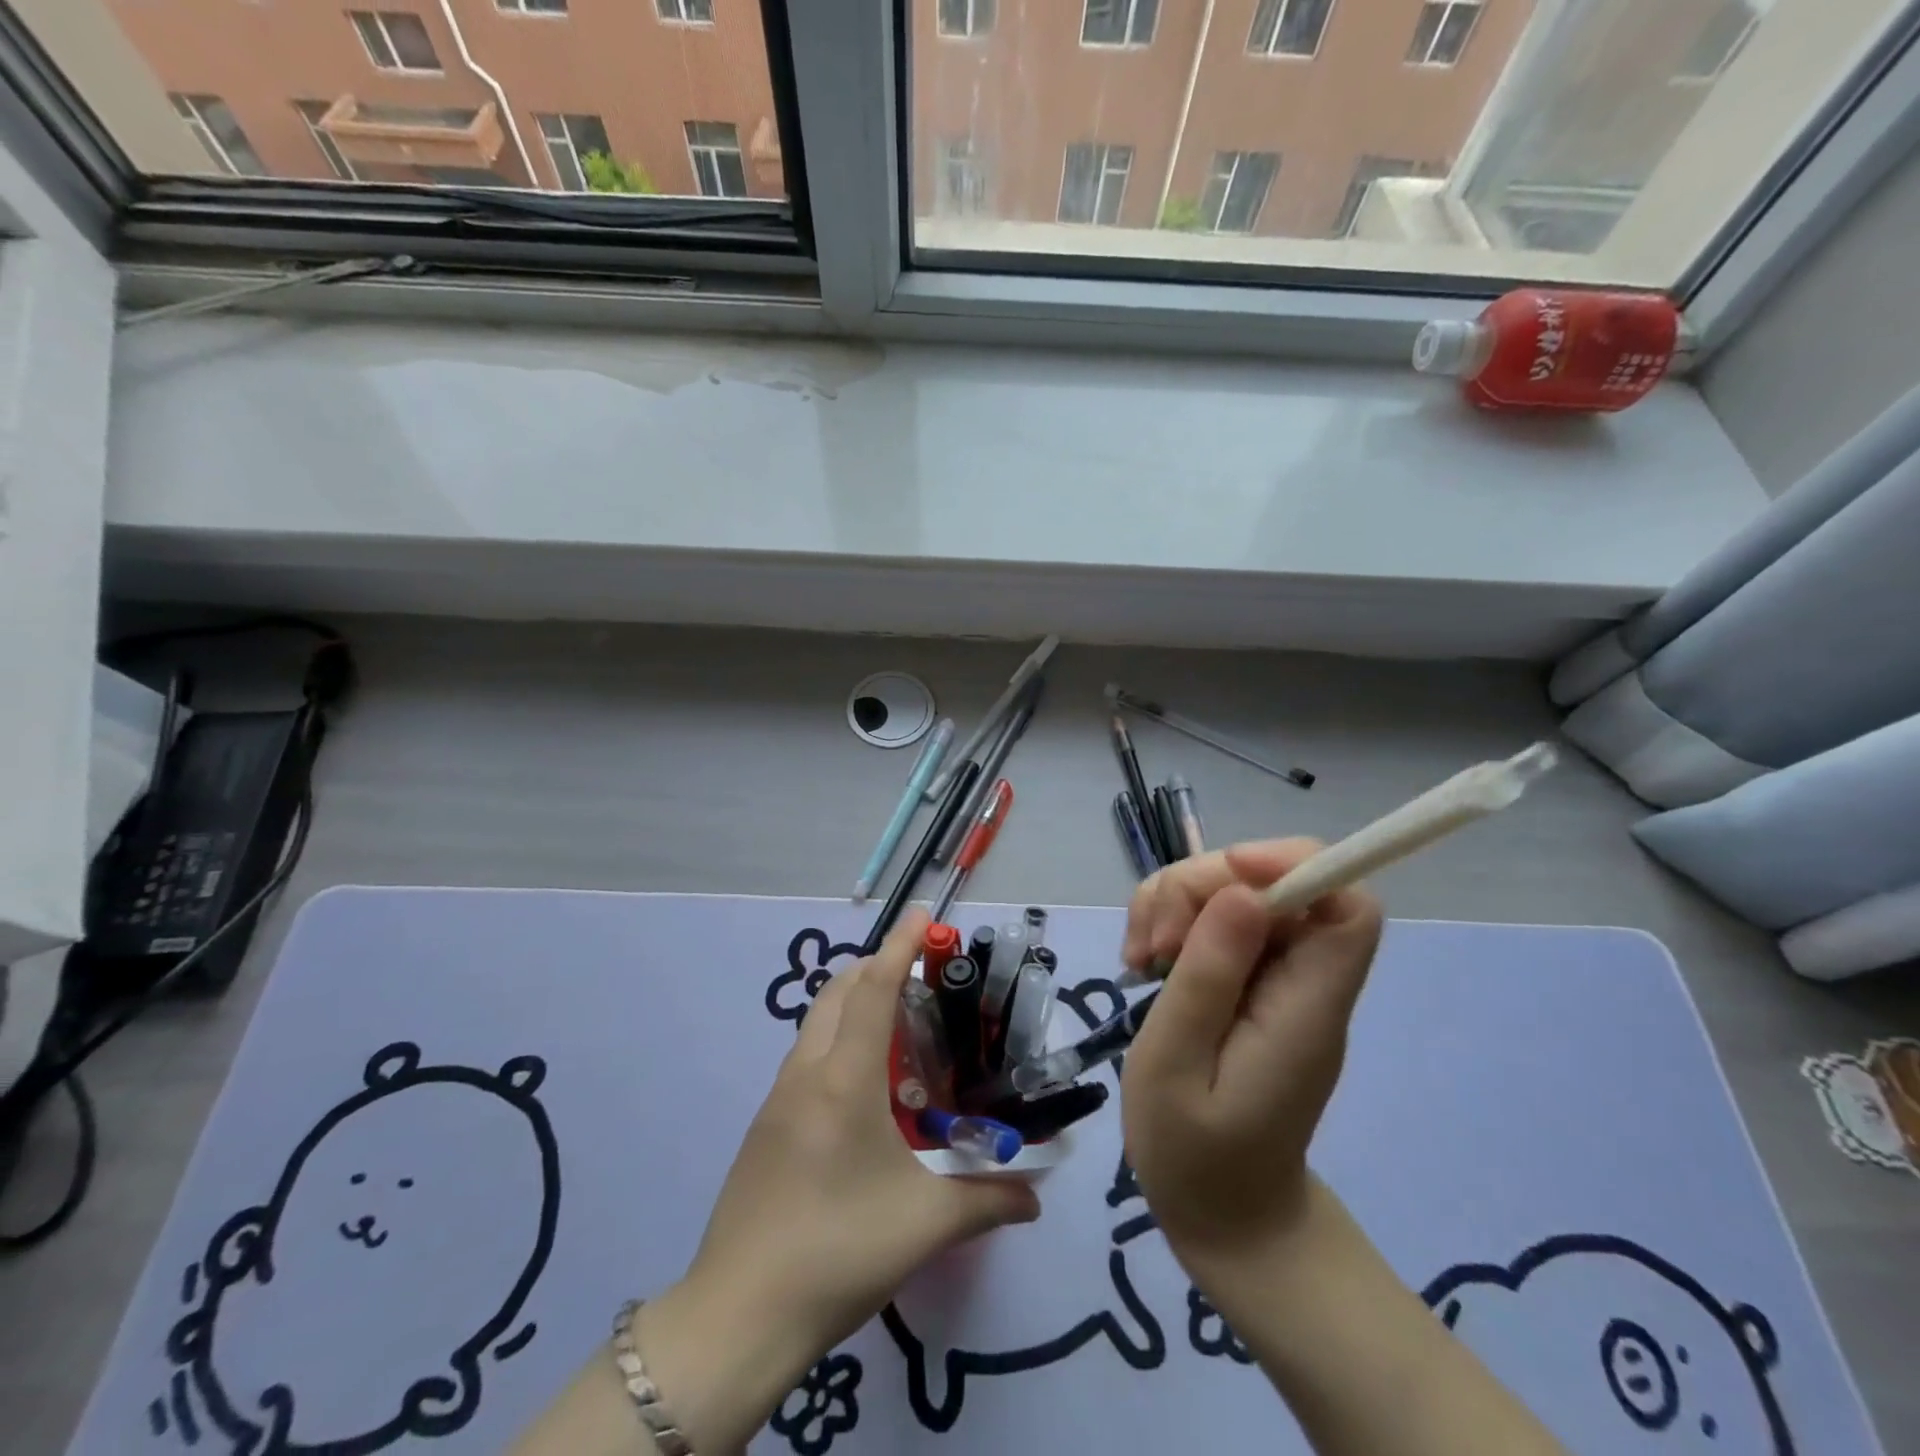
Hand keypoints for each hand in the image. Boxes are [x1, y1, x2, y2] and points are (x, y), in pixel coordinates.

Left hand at [634, 909, 1037, 1451]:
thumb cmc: (838, 1251)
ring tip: (899, 1026)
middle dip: (876, 967)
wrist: (738, 1315)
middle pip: (838, 992)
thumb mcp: (925, 1225)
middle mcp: (807, 1073)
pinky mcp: (765, 1125)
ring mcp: (778, 1098)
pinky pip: (807, 1057)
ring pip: (817, 1023)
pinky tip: (864, 1087)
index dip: (900, 947)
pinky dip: (838, 1040)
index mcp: (845, 1079)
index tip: (923, 914)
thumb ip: (988, 1201)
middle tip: (920, 974)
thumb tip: (1037, 1196)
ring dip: (854, 1003)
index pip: (873, 990)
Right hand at [1120, 840, 1382, 1275]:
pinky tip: (1141, 961)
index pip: (1346, 905)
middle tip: (1152, 947)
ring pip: (1231, 892)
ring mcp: (1274, 979)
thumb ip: (1208, 979)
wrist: (1224, 1214)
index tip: (1226, 873)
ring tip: (1138, 958)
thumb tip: (1243, 892)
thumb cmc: (1195, 1157)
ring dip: (1173, 904)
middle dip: (1199, 889)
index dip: (1294, 865)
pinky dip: (1168, 923)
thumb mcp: (1176, 1067)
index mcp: (1307, 1007)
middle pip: (1271, 884)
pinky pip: (1211, 921)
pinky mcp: (1245, 981)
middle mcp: (1303, 981)